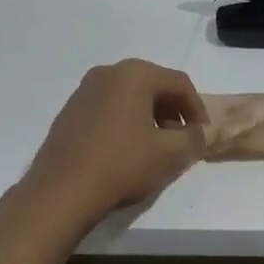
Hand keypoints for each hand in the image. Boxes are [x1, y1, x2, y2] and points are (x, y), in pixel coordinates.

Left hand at [18, 59, 208, 230]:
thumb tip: (203, 132)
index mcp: (135, 74)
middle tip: (181, 141)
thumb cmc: (121, 165)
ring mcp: (84, 90)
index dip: (197, 109)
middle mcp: (108, 72)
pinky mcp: (70, 110)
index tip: (203, 135)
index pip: (180, 83)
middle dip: (172, 112)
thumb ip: (194, 138)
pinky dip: (125, 122)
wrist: (61, 191)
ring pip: (129, 97)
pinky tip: (126, 151)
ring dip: (149, 117)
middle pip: (153, 86)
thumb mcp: (170, 154)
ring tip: (155, 148)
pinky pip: (108, 108)